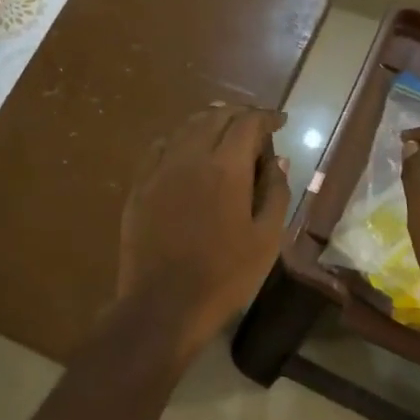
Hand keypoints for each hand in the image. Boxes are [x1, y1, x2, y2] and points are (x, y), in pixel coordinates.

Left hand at [119, 103, 289, 359]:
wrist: (163, 304)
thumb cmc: (225, 276)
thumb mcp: (266, 239)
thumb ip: (275, 192)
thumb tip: (278, 160)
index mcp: (226, 167)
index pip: (248, 122)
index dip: (267, 117)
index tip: (280, 122)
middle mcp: (190, 156)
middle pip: (215, 116)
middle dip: (239, 115)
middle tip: (255, 127)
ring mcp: (160, 169)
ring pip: (186, 127)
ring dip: (209, 122)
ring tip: (224, 133)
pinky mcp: (139, 186)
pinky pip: (160, 147)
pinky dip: (180, 140)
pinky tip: (187, 151)